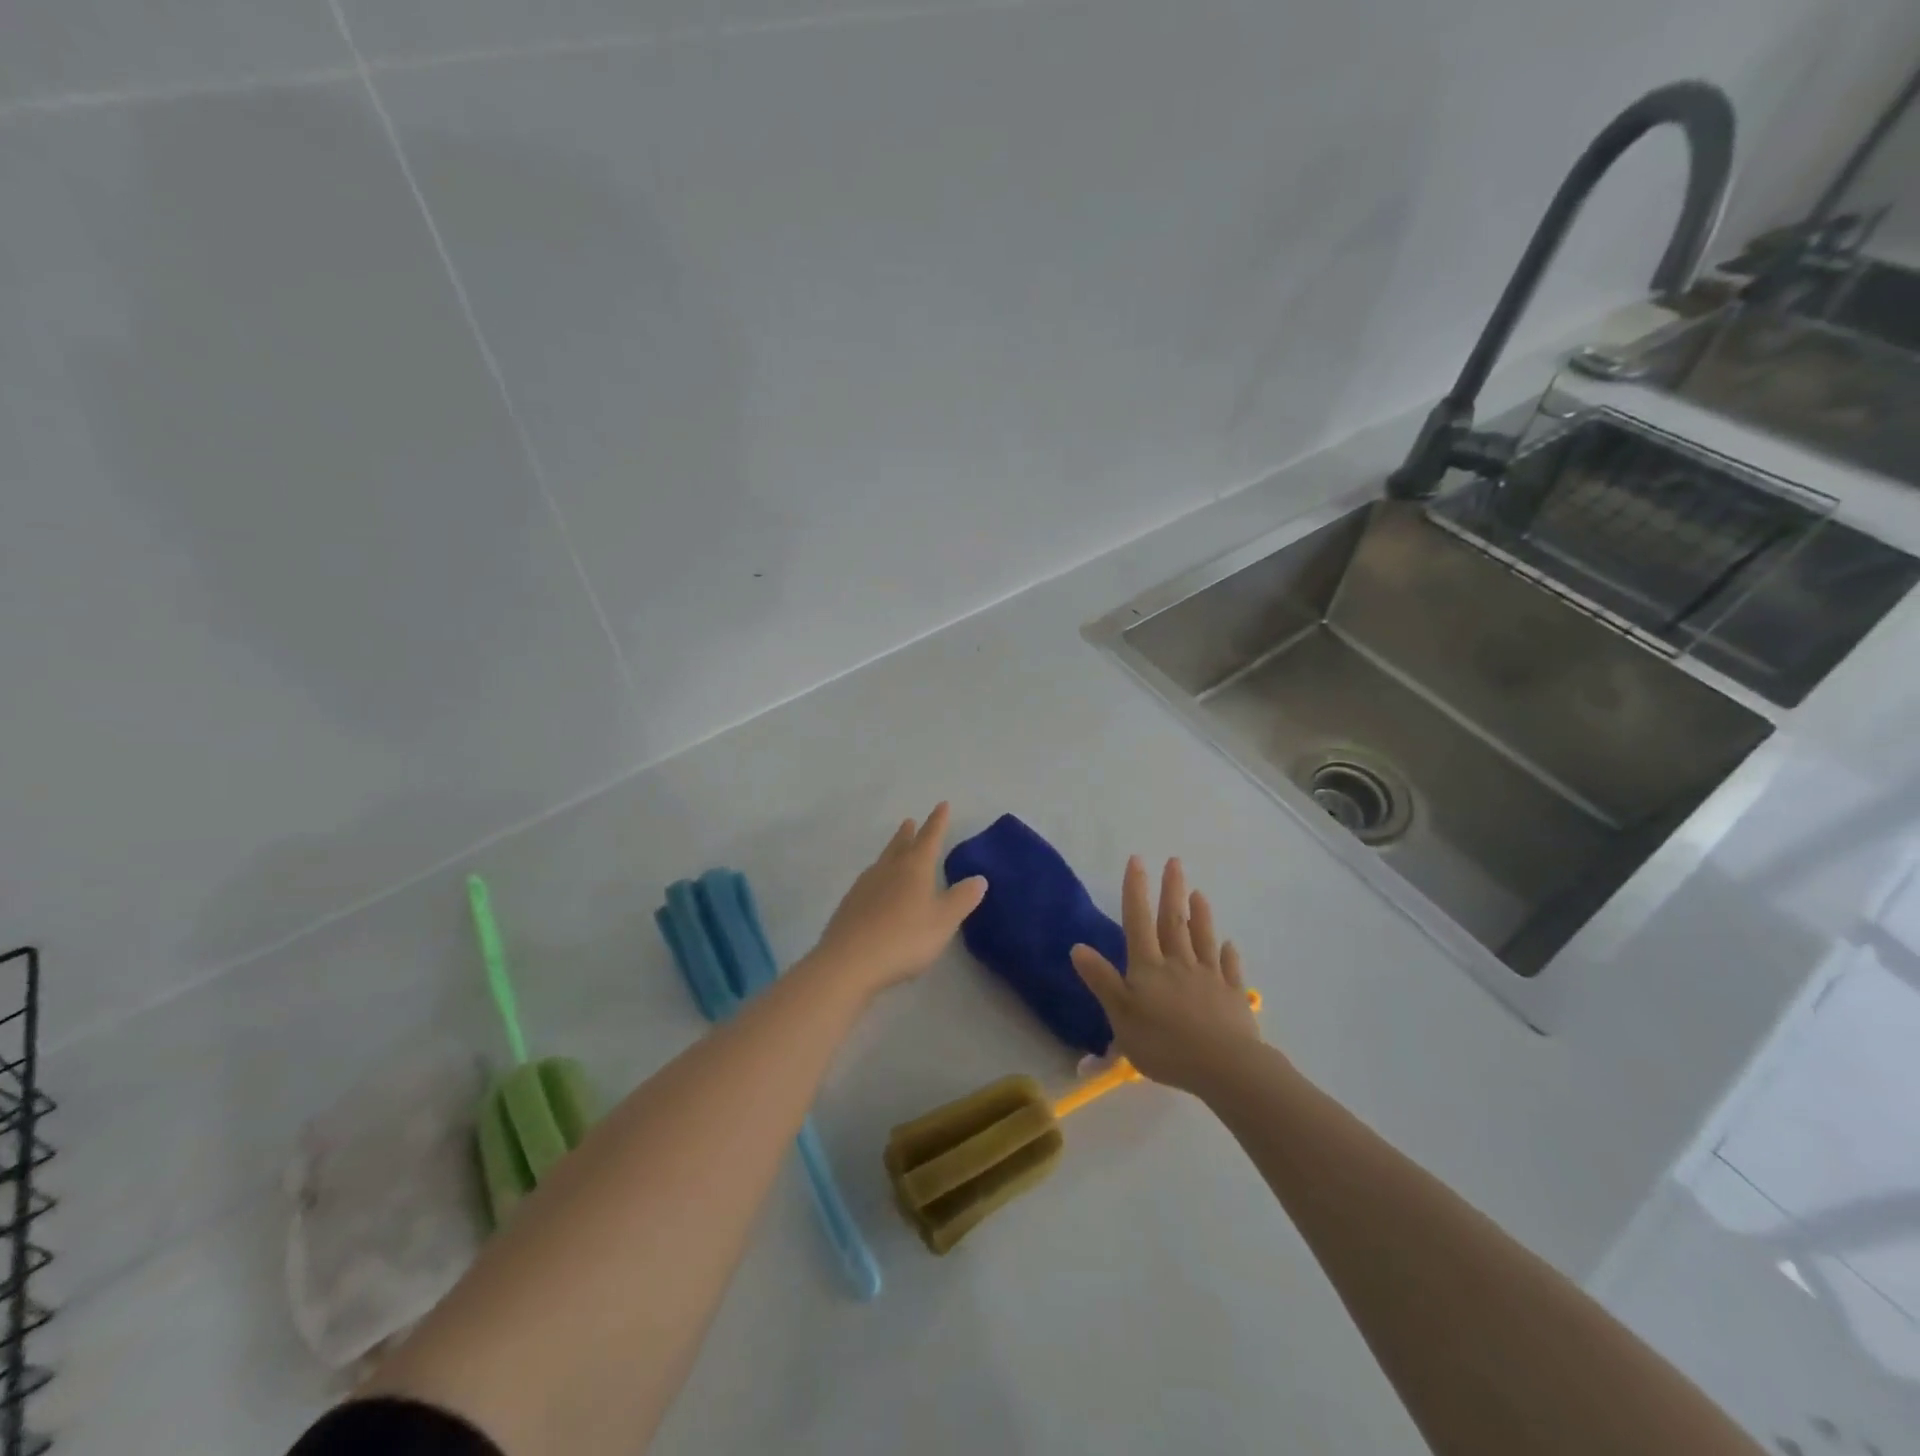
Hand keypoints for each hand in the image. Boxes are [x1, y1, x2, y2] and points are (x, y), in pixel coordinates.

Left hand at [810, 802, 986, 997]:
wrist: (850, 961)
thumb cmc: (905, 938)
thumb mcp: (943, 921)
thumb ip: (962, 899)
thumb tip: (979, 878)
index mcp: (914, 868)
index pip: (930, 838)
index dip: (938, 822)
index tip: (942, 805)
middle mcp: (888, 869)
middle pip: (900, 845)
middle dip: (909, 833)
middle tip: (911, 822)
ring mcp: (865, 885)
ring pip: (882, 861)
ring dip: (892, 851)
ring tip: (895, 850)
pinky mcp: (849, 904)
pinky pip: (869, 881)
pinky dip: (879, 876)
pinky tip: (877, 888)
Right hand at [1070, 856, 1262, 1094]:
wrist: (1224, 1066)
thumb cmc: (1163, 1043)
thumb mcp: (1120, 1016)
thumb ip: (1102, 980)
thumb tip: (1077, 946)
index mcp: (1148, 968)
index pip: (1139, 921)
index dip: (1136, 890)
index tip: (1137, 860)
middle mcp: (1179, 964)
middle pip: (1174, 921)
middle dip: (1171, 890)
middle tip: (1174, 861)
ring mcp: (1209, 978)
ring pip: (1202, 938)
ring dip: (1200, 914)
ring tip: (1199, 893)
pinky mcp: (1233, 997)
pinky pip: (1229, 969)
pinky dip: (1228, 954)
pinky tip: (1229, 945)